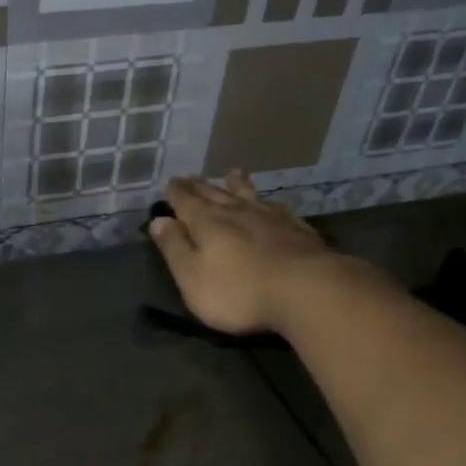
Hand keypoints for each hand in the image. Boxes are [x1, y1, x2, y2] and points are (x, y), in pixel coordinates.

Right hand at [149, 171, 355, 336]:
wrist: (306, 291)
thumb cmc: (238, 291)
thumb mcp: (192, 277)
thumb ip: (174, 248)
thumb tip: (158, 220)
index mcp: (206, 223)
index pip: (185, 202)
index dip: (175, 193)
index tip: (170, 183)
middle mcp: (237, 212)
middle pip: (214, 194)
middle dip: (199, 186)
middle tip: (190, 176)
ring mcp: (271, 218)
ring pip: (248, 195)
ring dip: (237, 185)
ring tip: (232, 173)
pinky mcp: (298, 230)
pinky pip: (278, 208)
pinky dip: (269, 203)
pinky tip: (272, 203)